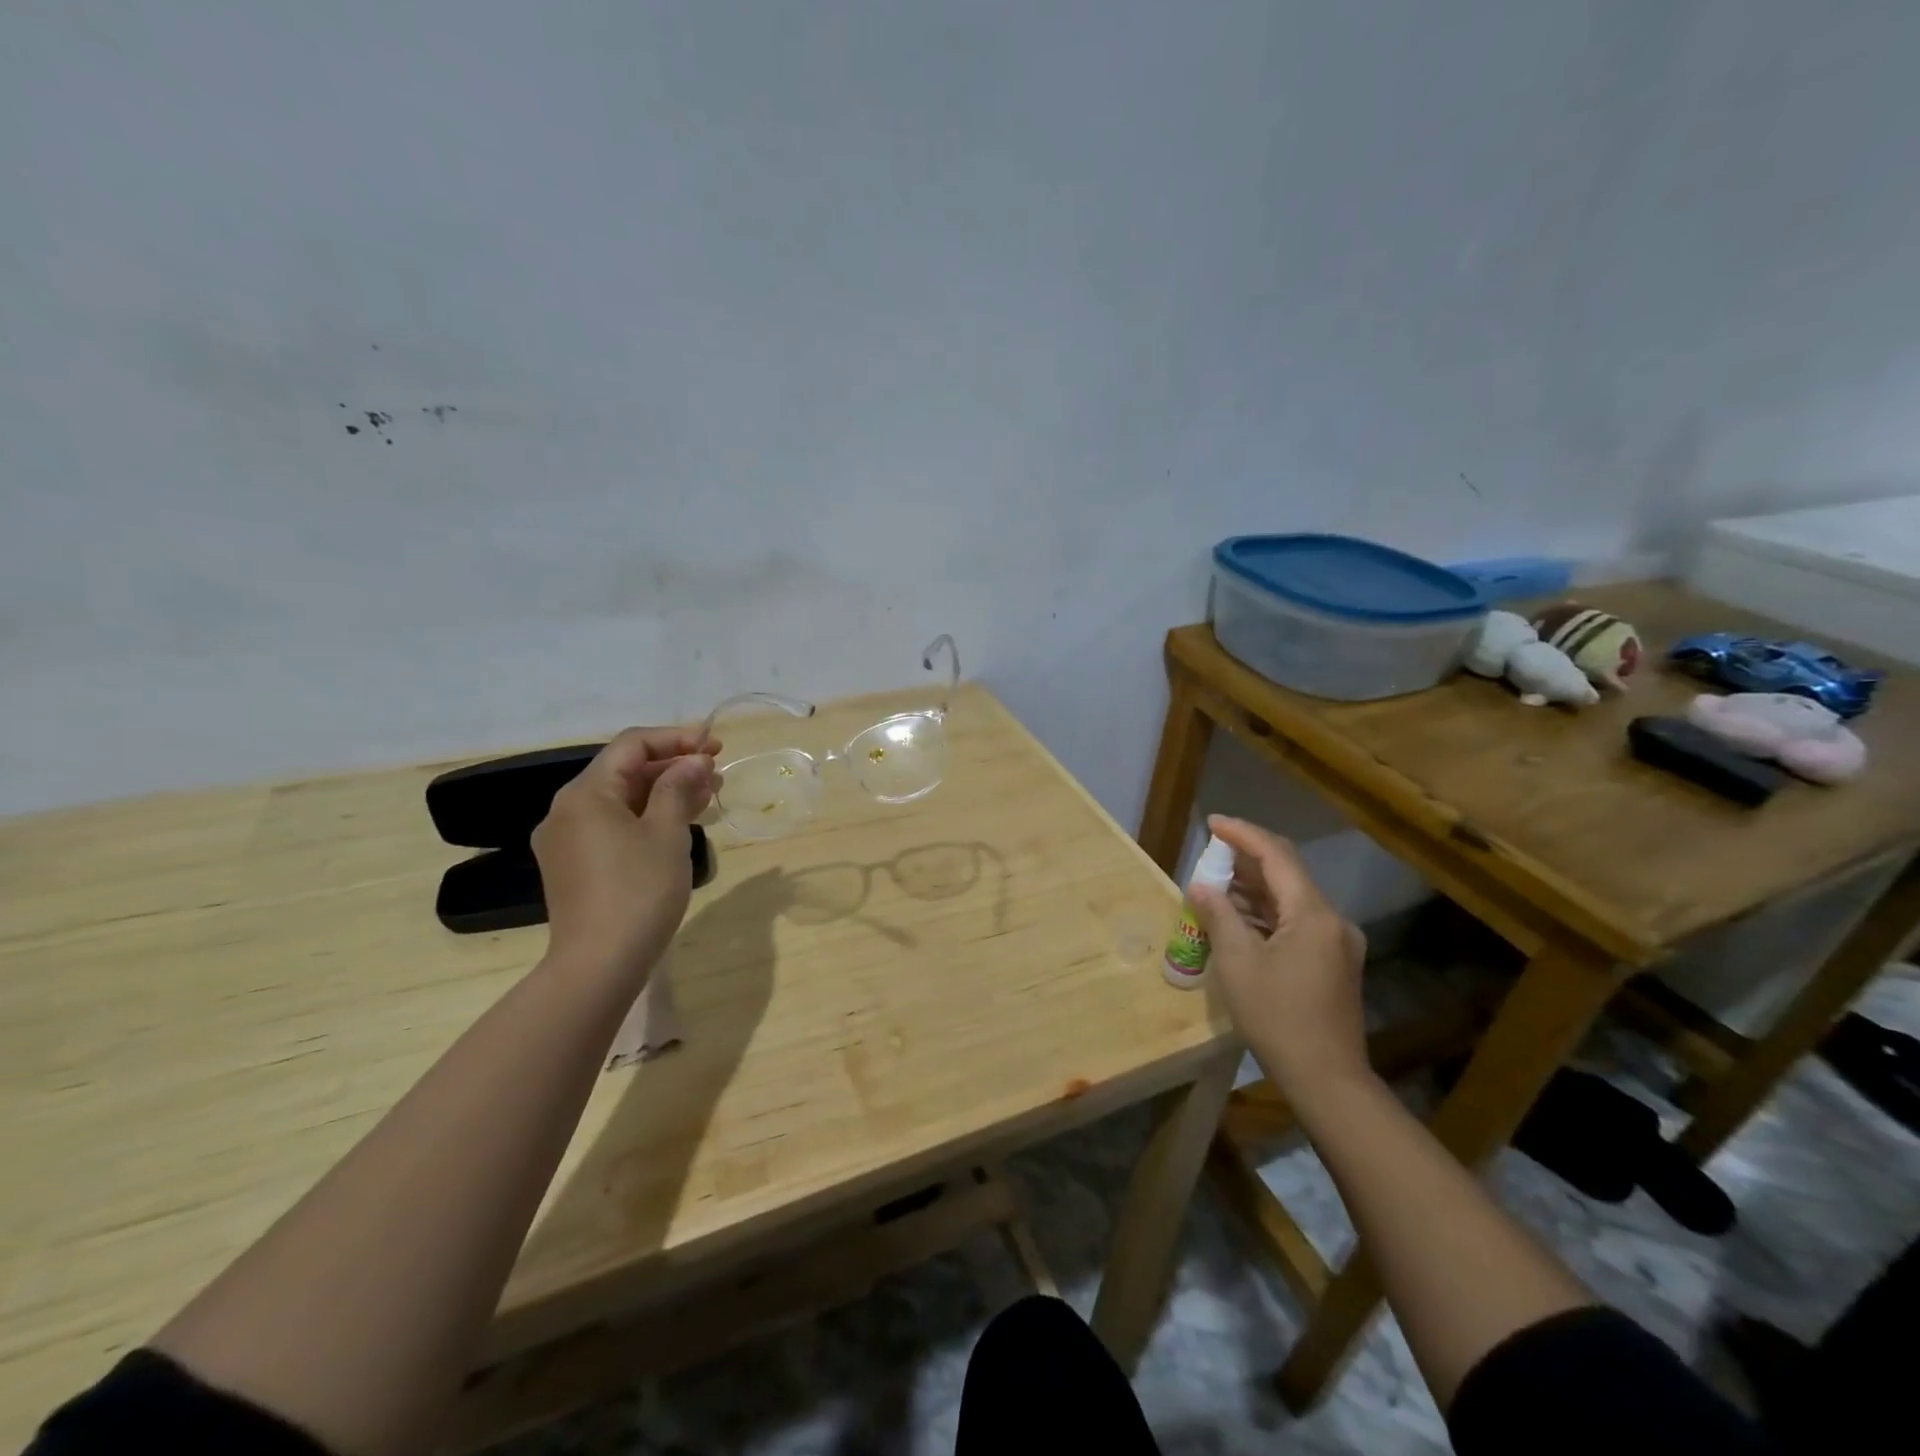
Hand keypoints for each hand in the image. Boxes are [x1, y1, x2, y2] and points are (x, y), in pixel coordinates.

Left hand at [531, 727, 719, 976]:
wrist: (600, 964)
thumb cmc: (639, 890)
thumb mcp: (667, 832)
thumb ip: (679, 787)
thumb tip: (694, 759)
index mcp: (586, 794)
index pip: (632, 746)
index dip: (676, 738)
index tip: (715, 745)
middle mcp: (567, 810)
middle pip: (624, 771)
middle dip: (673, 766)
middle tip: (717, 771)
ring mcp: (568, 840)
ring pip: (622, 800)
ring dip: (664, 792)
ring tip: (708, 794)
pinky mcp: (575, 866)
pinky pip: (614, 826)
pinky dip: (647, 817)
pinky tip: (680, 823)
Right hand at [1188, 815, 1370, 1101]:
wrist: (1327, 1079)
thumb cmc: (1277, 1018)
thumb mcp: (1237, 964)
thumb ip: (1219, 916)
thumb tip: (1201, 886)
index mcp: (1313, 914)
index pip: (1277, 856)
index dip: (1243, 834)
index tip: (1212, 823)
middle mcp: (1332, 920)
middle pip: (1287, 874)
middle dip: (1247, 860)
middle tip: (1209, 854)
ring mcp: (1337, 942)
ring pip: (1291, 899)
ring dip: (1254, 889)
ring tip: (1215, 886)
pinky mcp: (1334, 962)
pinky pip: (1297, 922)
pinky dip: (1266, 914)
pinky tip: (1238, 920)